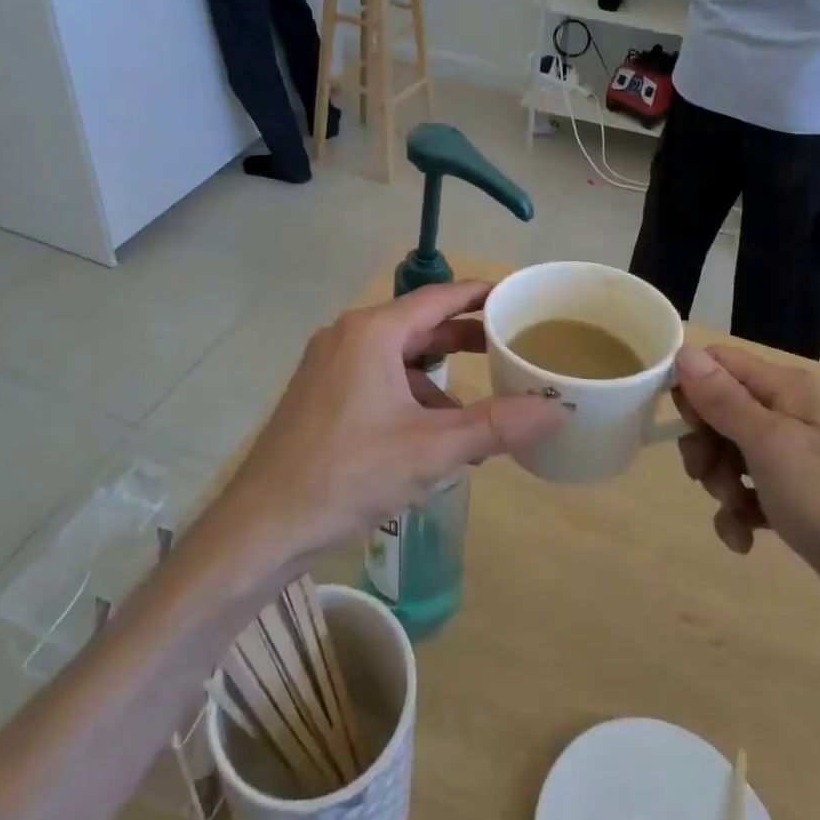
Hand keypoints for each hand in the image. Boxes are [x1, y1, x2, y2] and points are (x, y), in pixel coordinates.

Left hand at [214, 283, 563, 566]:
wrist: (262, 525)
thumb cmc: (348, 474)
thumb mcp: (430, 450)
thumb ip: (496, 426)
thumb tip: (556, 410)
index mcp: (373, 332)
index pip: (439, 296)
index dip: (481, 295)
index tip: (517, 298)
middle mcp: (348, 335)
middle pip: (419, 324)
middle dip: (464, 339)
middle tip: (509, 348)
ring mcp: (329, 363)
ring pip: (398, 356)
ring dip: (437, 377)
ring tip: (476, 408)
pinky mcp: (320, 392)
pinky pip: (377, 377)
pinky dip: (409, 395)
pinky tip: (431, 435)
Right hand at [673, 345, 819, 664]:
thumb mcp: (769, 444)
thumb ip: (723, 399)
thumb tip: (684, 351)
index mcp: (790, 390)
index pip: (721, 363)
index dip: (692, 387)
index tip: (682, 424)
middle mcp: (795, 417)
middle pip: (723, 410)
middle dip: (705, 443)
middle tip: (705, 476)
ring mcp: (801, 463)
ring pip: (734, 455)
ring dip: (720, 483)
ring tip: (735, 511)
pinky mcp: (804, 505)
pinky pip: (754, 495)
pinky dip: (741, 514)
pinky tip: (745, 540)